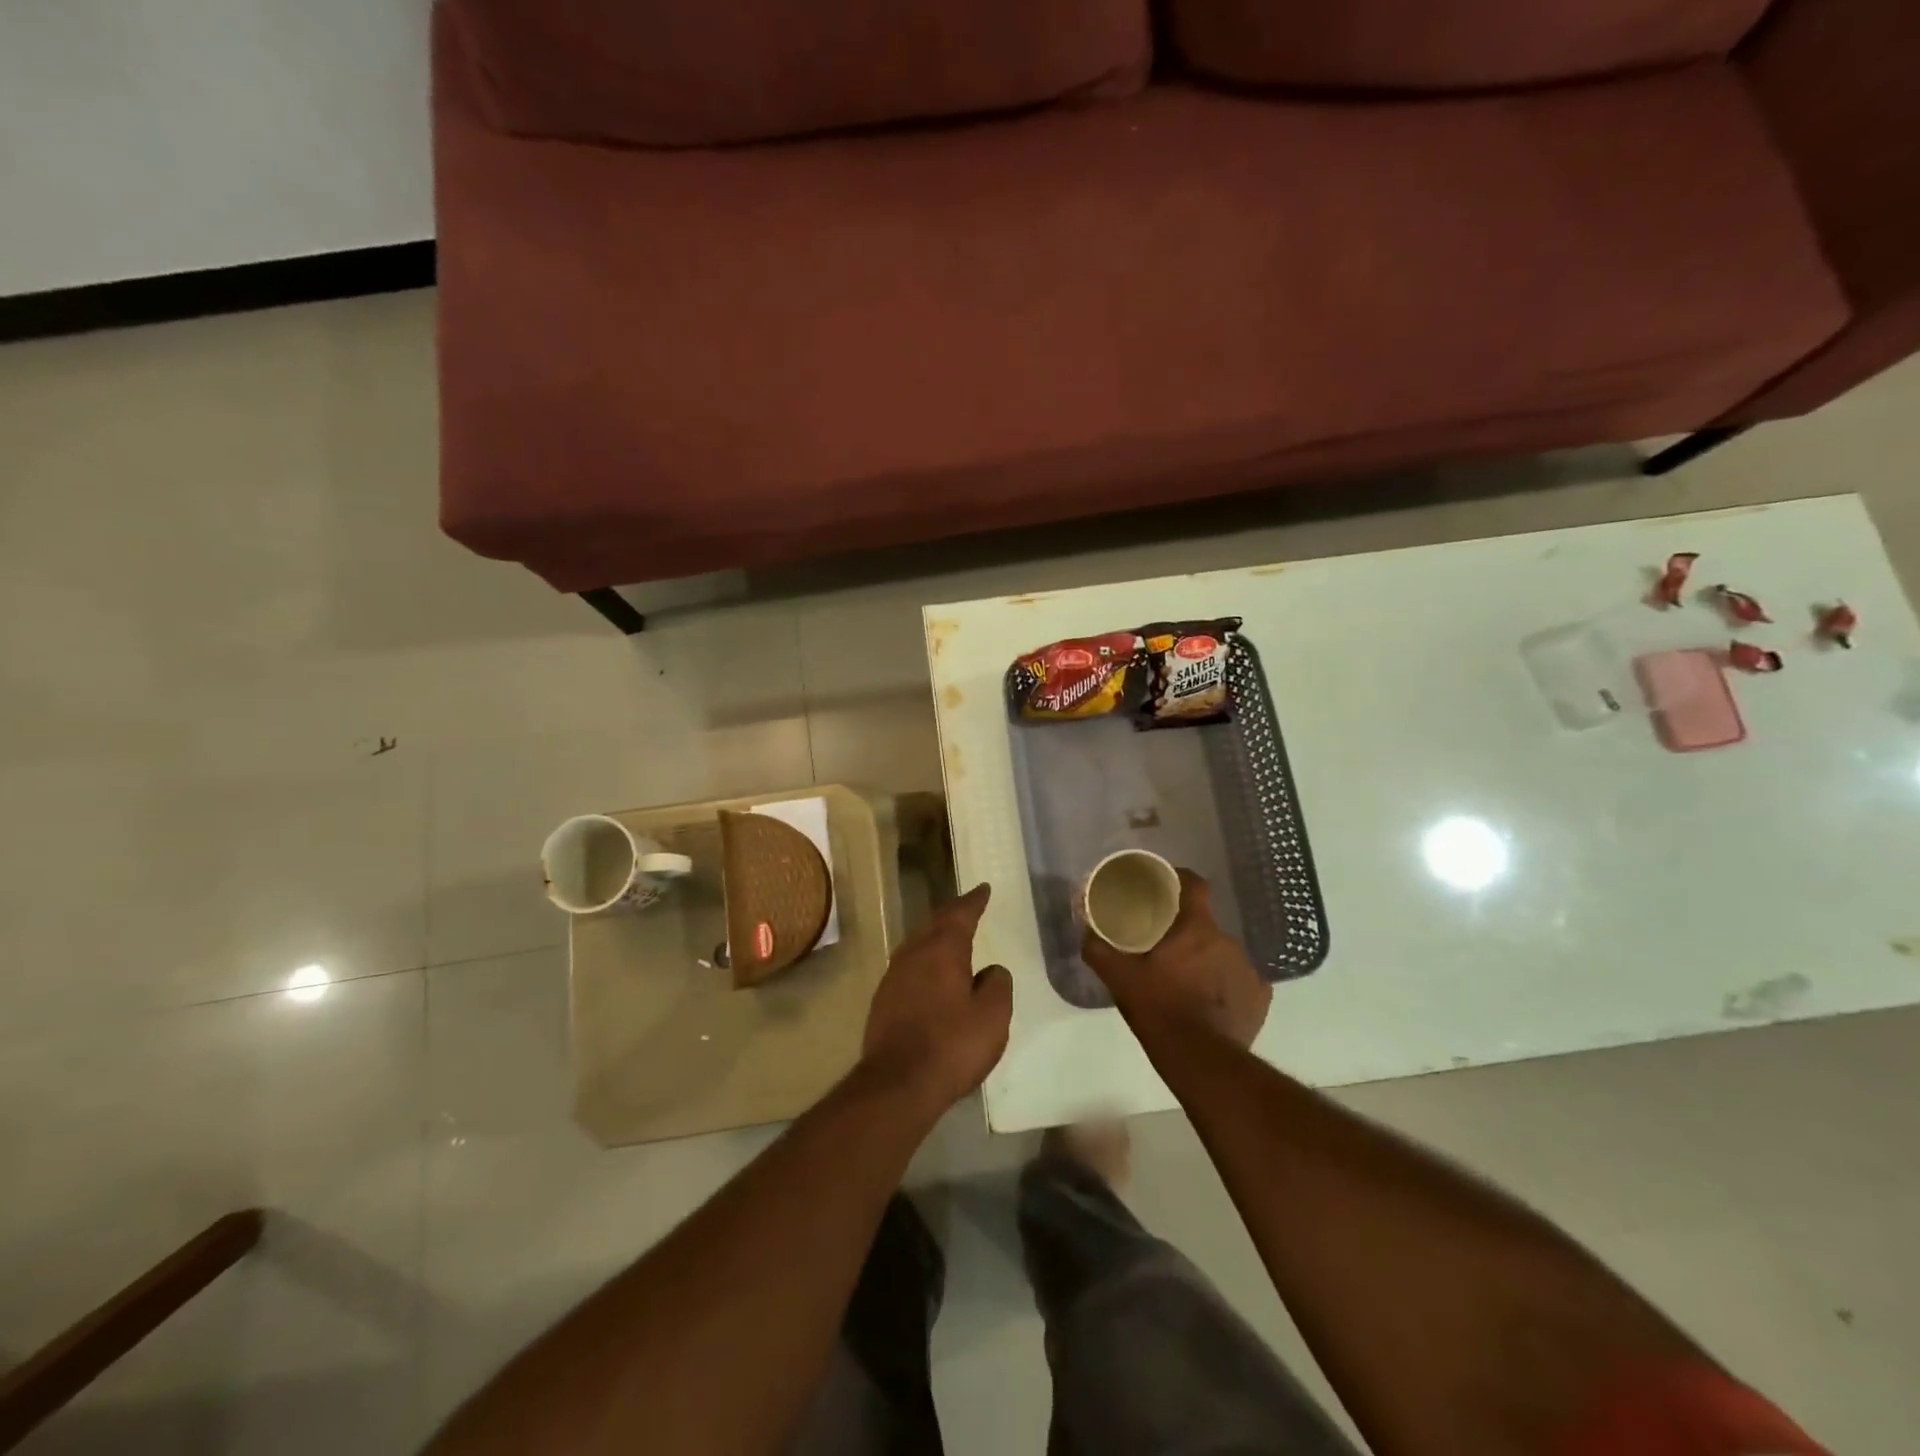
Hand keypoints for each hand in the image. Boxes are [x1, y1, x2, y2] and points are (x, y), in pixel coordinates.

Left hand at [860, 883, 1012, 1117]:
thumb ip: (997, 986)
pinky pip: (909, 967)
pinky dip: (925, 961)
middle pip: (934, 924)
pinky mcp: (883, 1000)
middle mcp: (914, 954)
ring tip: (950, 937)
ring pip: (918, 944)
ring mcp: (894, 977)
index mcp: (942, 950)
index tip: (983, 889)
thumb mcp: (992, 1017)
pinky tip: (931, 975)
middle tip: (968, 907)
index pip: (960, 914)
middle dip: (952, 914)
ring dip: (935, 937)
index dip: (973, 901)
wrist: (897, 1084)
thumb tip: (991, 971)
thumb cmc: (951, 1045)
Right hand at [1081, 869, 1269, 1050]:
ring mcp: (1248, 970)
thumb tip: (1087, 933)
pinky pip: (1241, 982)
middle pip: (1206, 926)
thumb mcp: (1120, 979)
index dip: (1182, 880)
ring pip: (1223, 955)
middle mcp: (1227, 941)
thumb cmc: (1159, 1008)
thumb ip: (1099, 951)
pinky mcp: (1260, 998)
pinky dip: (1227, 988)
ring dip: (1207, 962)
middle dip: (1188, 934)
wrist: (1200, 1059)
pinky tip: (1212, 1004)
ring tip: (1187, 982)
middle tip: (1166, 950)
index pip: (1196, 886)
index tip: (1167, 886)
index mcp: (1196, 928)